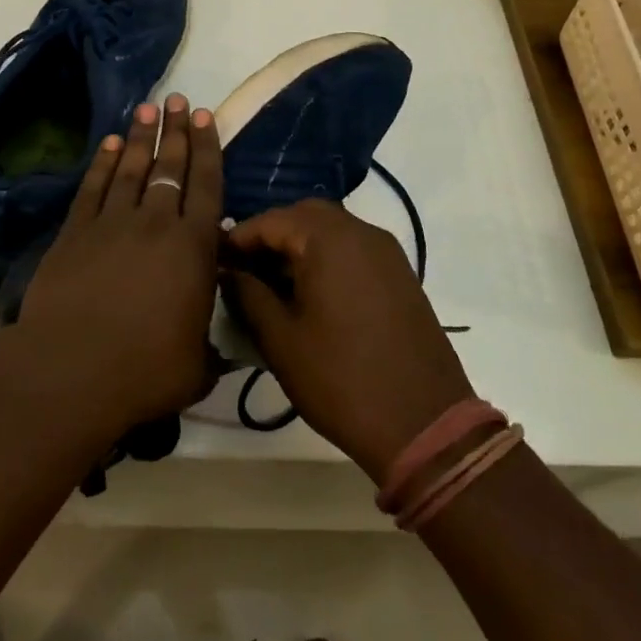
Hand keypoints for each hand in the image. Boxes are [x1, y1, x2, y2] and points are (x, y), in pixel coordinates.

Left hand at [13, 95, 223, 430]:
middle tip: (176, 101)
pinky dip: (101, 164)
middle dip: (175, 131)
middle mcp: (155, 224)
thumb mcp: (197, 366)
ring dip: (139, 138)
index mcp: (193, 248)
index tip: (204, 117)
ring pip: (130, 169)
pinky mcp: (74, 233)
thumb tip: (221, 346)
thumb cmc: (144, 371)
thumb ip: (212, 347)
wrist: (70, 371)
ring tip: (146, 110)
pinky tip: (108, 145)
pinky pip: (92, 188)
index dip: (207, 149)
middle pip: (168, 167)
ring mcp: (111, 224)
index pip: (206, 186)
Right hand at [224, 200, 474, 482]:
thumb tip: (228, 272)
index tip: (216, 262)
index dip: (239, 238)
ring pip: (333, 230)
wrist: (425, 424)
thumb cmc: (342, 379)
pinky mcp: (401, 275)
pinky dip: (328, 258)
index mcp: (329, 239)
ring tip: (274, 285)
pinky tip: (312, 295)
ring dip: (300, 246)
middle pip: (305, 216)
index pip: (271, 220)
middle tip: (246, 270)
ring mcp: (387, 252)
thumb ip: (248, 295)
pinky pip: (354, 249)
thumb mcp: (281, 340)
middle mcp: (361, 232)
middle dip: (271, 236)